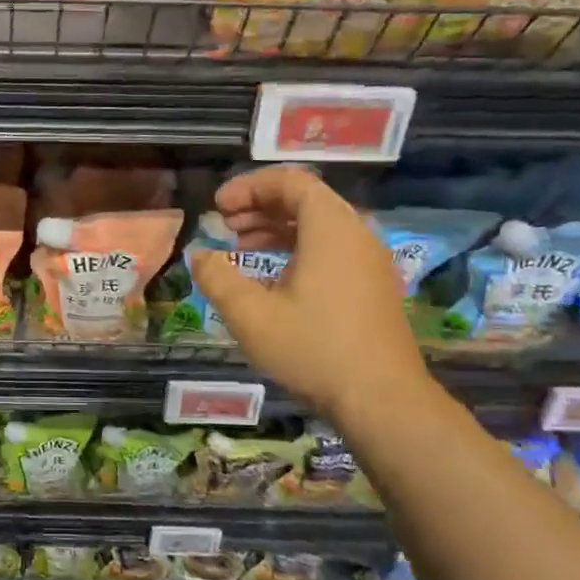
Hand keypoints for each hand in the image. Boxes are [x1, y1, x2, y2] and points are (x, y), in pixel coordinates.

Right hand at [190, 167, 430, 416]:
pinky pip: (332, 249)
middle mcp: (356, 234)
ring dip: (278, 229)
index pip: (291, 181)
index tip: (218, 207)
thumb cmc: (313, 349)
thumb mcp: (251, 314)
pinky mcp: (373, 286)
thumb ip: (218, 277)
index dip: (250, 187)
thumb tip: (198, 256)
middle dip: (261, 206)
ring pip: (320, 226)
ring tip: (243, 248)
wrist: (381, 398)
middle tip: (226, 225)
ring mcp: (369, 261)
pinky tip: (274, 279)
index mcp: (330, 228)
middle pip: (306, 200)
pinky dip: (299, 249)